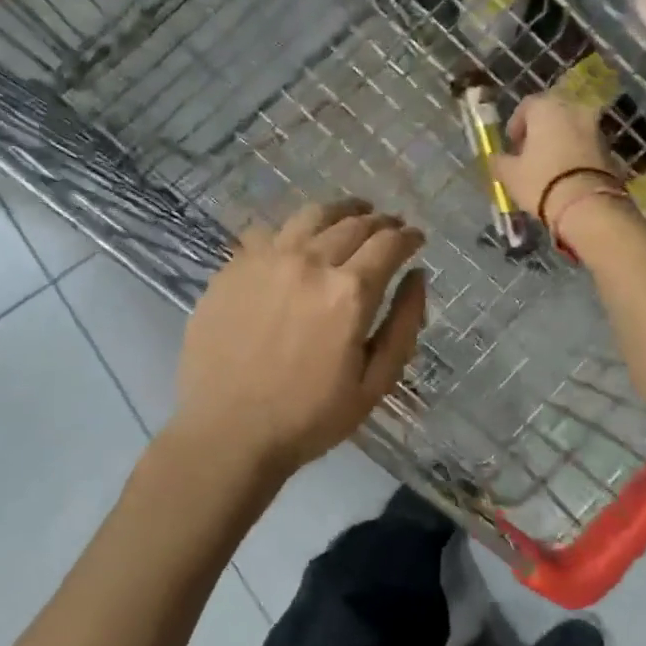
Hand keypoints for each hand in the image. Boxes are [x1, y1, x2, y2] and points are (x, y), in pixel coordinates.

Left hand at [170, 199, 427, 486]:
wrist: (228, 433)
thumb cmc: (310, 417)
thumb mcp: (375, 383)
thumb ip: (404, 324)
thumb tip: (418, 276)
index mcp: (349, 292)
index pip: (389, 243)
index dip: (408, 236)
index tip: (416, 238)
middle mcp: (310, 263)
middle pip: (354, 223)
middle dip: (380, 222)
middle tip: (389, 227)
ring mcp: (266, 260)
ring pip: (311, 215)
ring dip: (340, 211)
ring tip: (351, 215)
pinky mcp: (233, 268)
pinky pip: (268, 232)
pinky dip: (293, 230)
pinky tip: (298, 241)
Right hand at [493, 92, 621, 223]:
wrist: (587, 204)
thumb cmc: (541, 181)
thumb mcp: (510, 174)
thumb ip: (500, 162)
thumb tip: (496, 158)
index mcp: (546, 108)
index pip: (527, 106)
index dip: (516, 124)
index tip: (512, 144)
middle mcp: (573, 109)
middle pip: (552, 115)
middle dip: (540, 131)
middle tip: (529, 153)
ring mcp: (594, 127)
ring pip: (571, 128)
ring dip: (559, 141)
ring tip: (548, 166)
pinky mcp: (609, 148)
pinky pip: (585, 145)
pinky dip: (575, 153)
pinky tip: (566, 174)